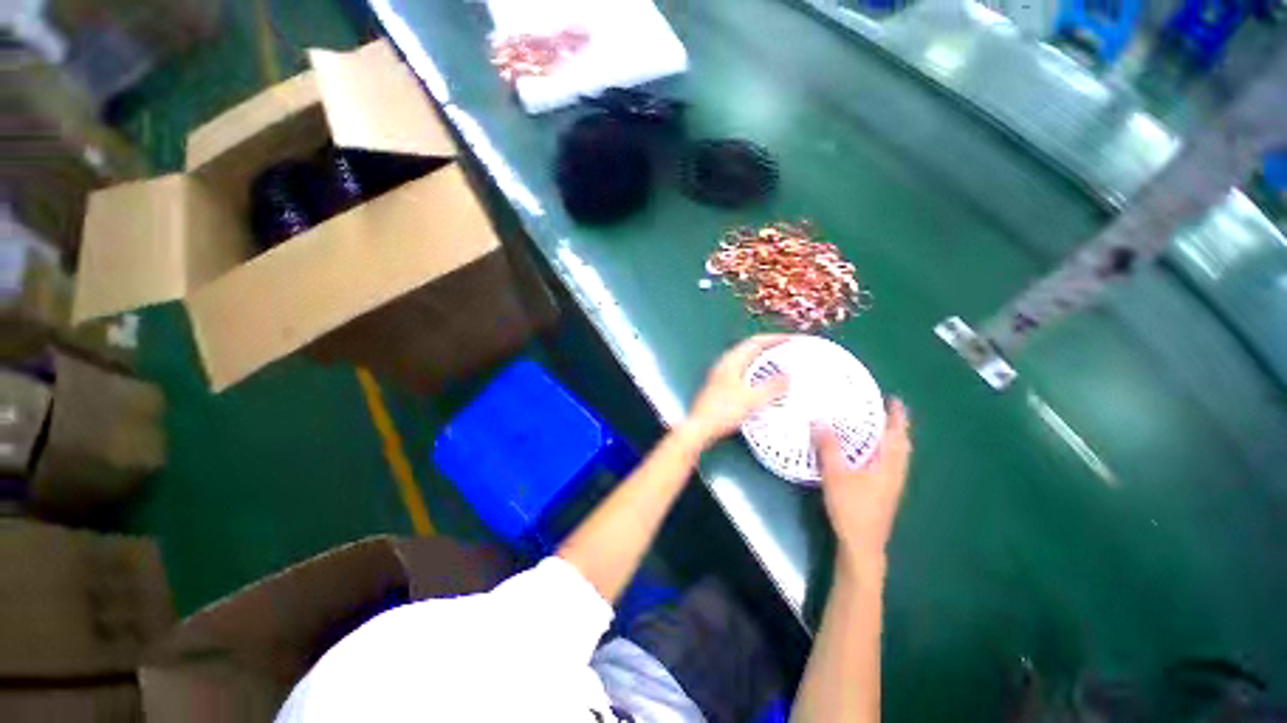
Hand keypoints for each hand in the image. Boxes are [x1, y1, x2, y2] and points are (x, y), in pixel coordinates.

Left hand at [683, 335, 789, 447]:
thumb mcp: (751, 399)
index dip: (773, 339)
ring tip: (781, 367)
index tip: (790, 340)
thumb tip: (788, 377)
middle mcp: (726, 364)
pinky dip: (757, 374)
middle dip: (770, 349)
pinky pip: (744, 373)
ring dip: (764, 362)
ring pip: (748, 362)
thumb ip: (771, 387)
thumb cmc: (722, 411)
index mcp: (731, 361)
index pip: (755, 342)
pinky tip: (765, 385)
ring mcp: (723, 375)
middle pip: (751, 350)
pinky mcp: (722, 387)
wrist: (700, 427)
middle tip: (788, 352)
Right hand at [814, 398, 911, 571]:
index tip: (893, 399)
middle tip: (882, 410)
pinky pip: (890, 463)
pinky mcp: (886, 492)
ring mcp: (893, 484)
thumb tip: (820, 418)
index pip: (896, 434)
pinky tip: (868, 454)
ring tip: (875, 427)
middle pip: (901, 444)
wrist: (862, 544)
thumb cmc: (851, 507)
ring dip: (891, 439)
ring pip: (897, 455)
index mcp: (888, 464)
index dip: (896, 416)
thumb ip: (829, 446)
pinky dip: (884, 451)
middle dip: (895, 426)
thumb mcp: (835, 474)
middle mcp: (896, 472)